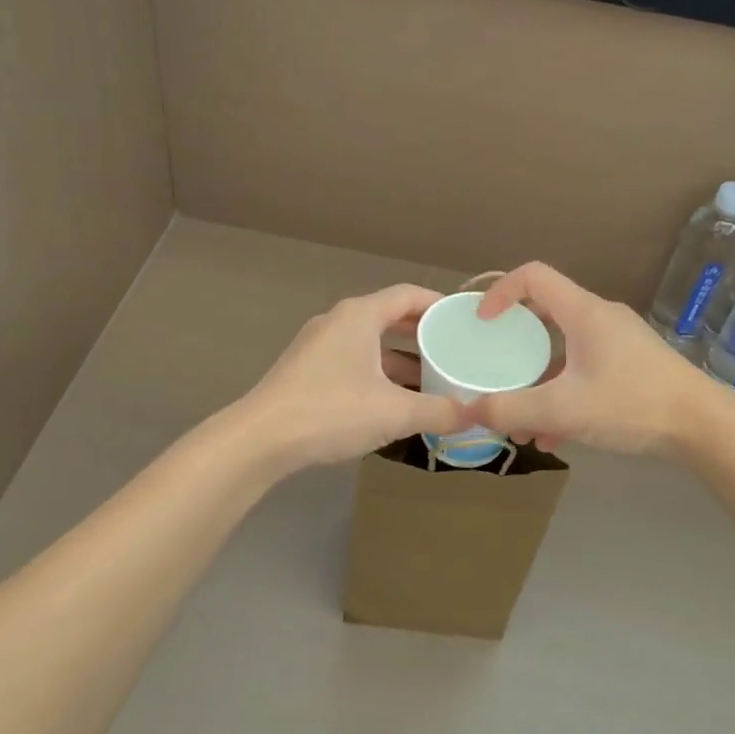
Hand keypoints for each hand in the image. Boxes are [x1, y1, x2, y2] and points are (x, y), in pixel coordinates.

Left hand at [239, 285, 467, 469]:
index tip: (462, 319)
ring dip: (400, 357)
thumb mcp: (393, 413)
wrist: (260, 439)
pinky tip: (393, 400)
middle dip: (422, 333)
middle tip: (453, 349)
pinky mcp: (307, 370)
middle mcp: (338, 321)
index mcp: (359, 316)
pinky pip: (354, 360)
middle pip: (389, 316)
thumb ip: (437, 411)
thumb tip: (474, 416)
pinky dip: (378, 372)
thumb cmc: (330, 411)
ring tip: (431, 379)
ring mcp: (318, 345)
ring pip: (370, 342)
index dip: (438, 304)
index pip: (408, 294)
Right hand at [468, 262, 709, 454]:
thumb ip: (514, 410)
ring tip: (522, 423)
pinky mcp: (631, 366)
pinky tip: (556, 437)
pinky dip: (563, 394)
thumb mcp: (565, 410)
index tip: (483, 324)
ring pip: (564, 350)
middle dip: (514, 345)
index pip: (533, 276)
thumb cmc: (632, 404)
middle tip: (495, 368)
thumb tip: (470, 412)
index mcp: (583, 312)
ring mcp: (618, 342)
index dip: (501, 291)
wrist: (704, 427)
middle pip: (545, 314)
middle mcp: (600, 318)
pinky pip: (584, 369)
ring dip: (538, 381)